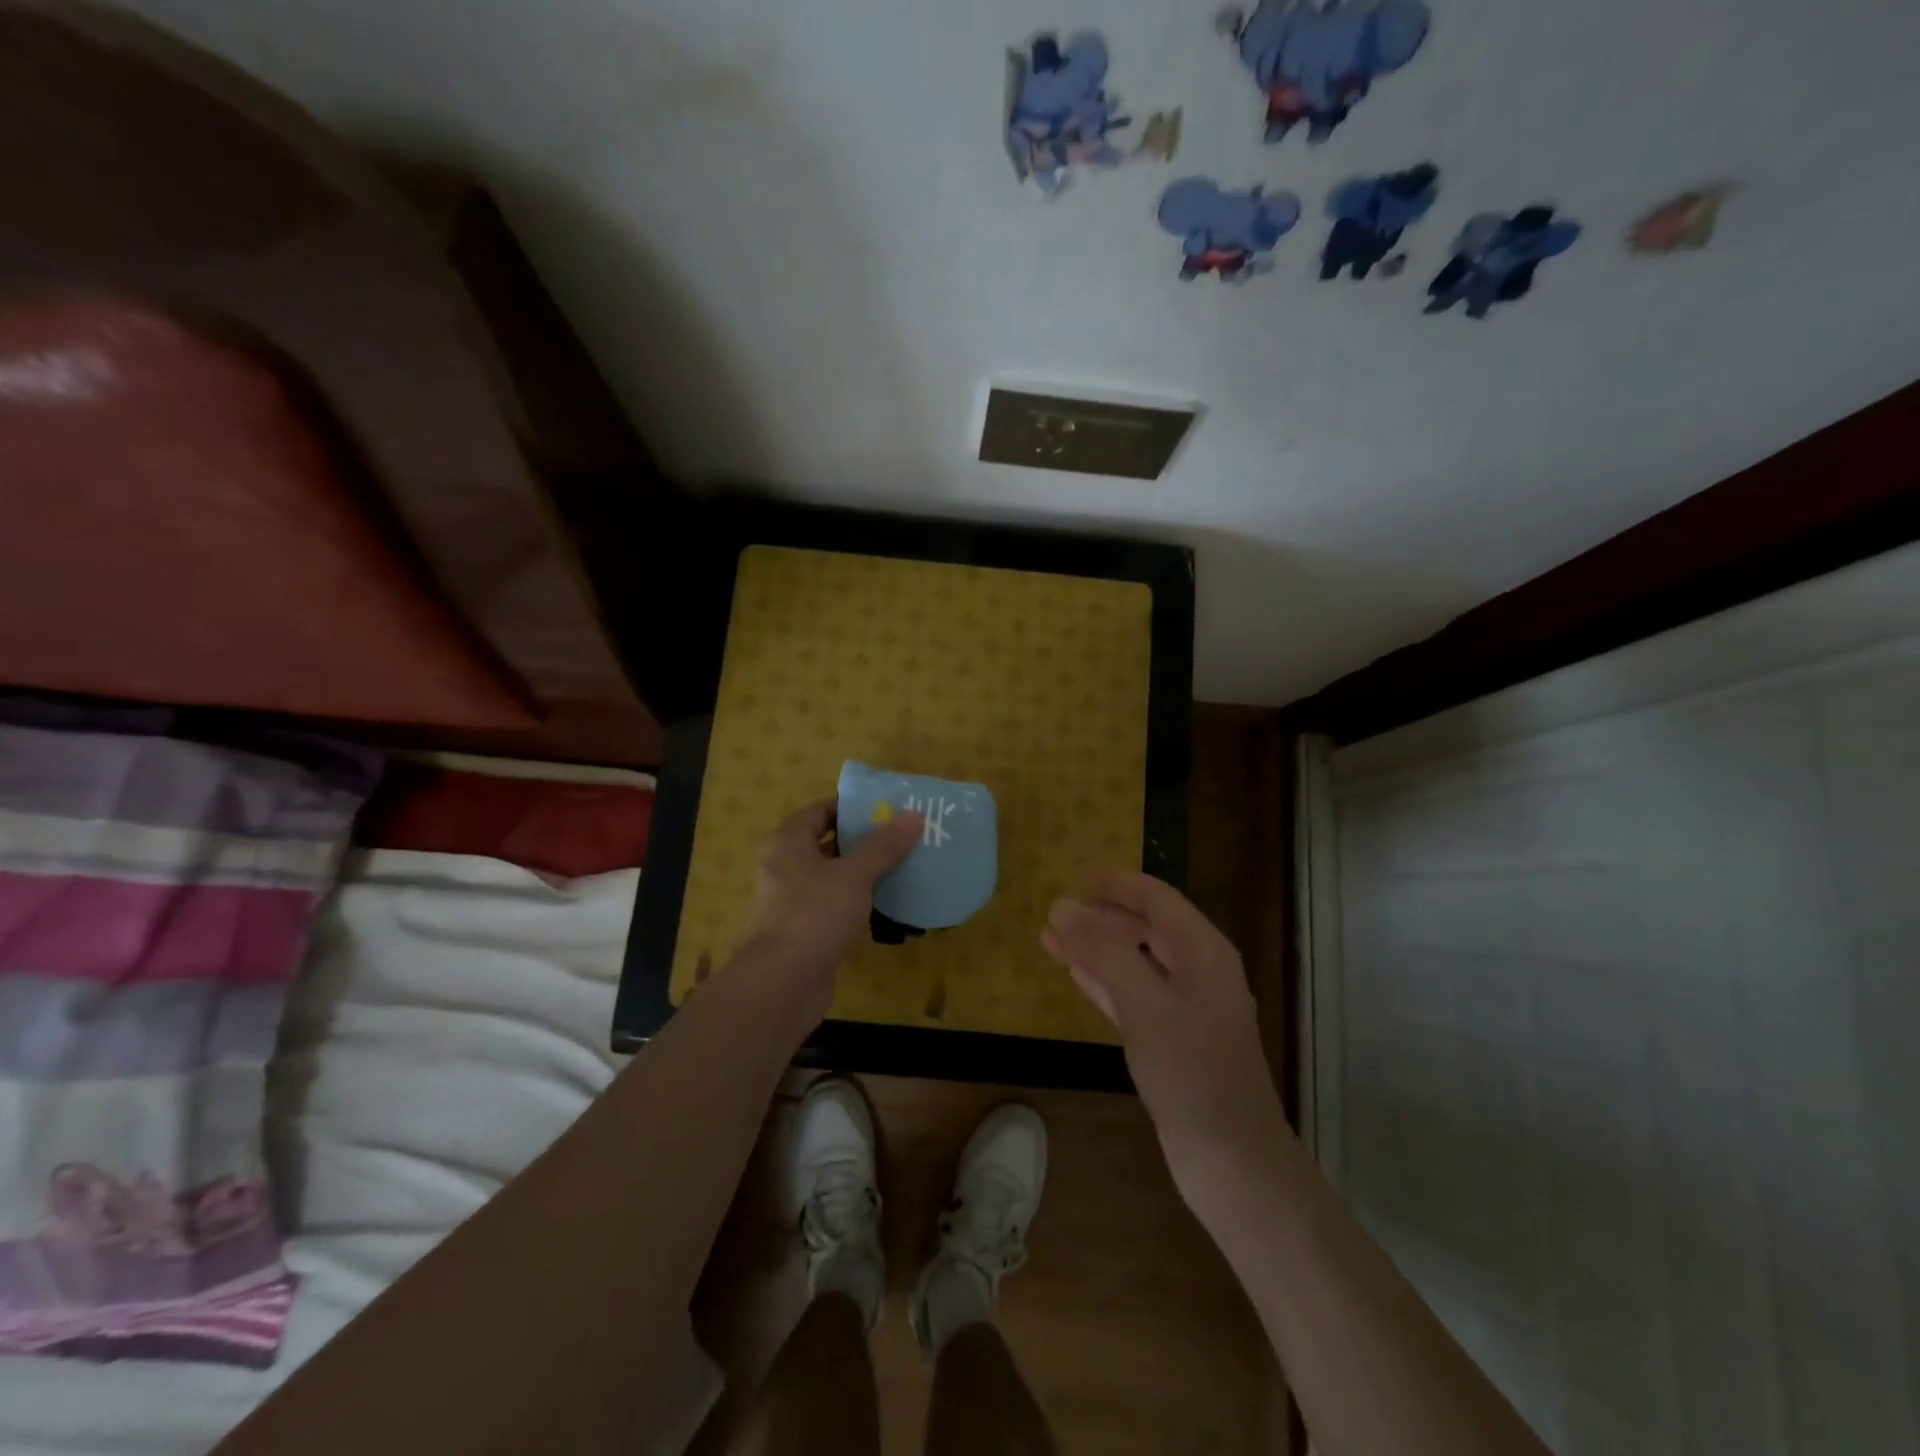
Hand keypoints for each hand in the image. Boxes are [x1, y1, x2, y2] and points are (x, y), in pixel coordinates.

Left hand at [733, 800, 921, 1020]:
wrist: (782, 984)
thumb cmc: (814, 915)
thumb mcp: (854, 875)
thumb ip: (883, 845)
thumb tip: (913, 815)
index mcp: (788, 842)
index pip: (821, 811)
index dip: (853, 808)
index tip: (889, 810)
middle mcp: (786, 866)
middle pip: (829, 843)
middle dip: (866, 841)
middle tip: (905, 837)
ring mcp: (794, 901)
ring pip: (835, 877)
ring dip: (865, 873)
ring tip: (905, 866)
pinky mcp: (805, 930)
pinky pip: (836, 906)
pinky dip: (859, 902)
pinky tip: (889, 904)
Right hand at [1040, 871, 1288, 1214]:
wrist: (1232, 1164)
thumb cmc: (1193, 1074)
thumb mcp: (1144, 1004)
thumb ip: (1103, 951)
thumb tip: (1062, 904)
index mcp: (1204, 953)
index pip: (1158, 899)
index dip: (1119, 884)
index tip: (1078, 874)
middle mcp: (1198, 973)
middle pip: (1146, 927)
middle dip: (1102, 916)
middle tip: (1057, 910)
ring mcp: (1186, 1009)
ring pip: (1135, 961)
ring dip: (1096, 947)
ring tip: (1052, 937)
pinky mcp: (1171, 1041)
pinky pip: (1132, 994)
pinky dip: (1103, 980)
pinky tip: (1075, 975)